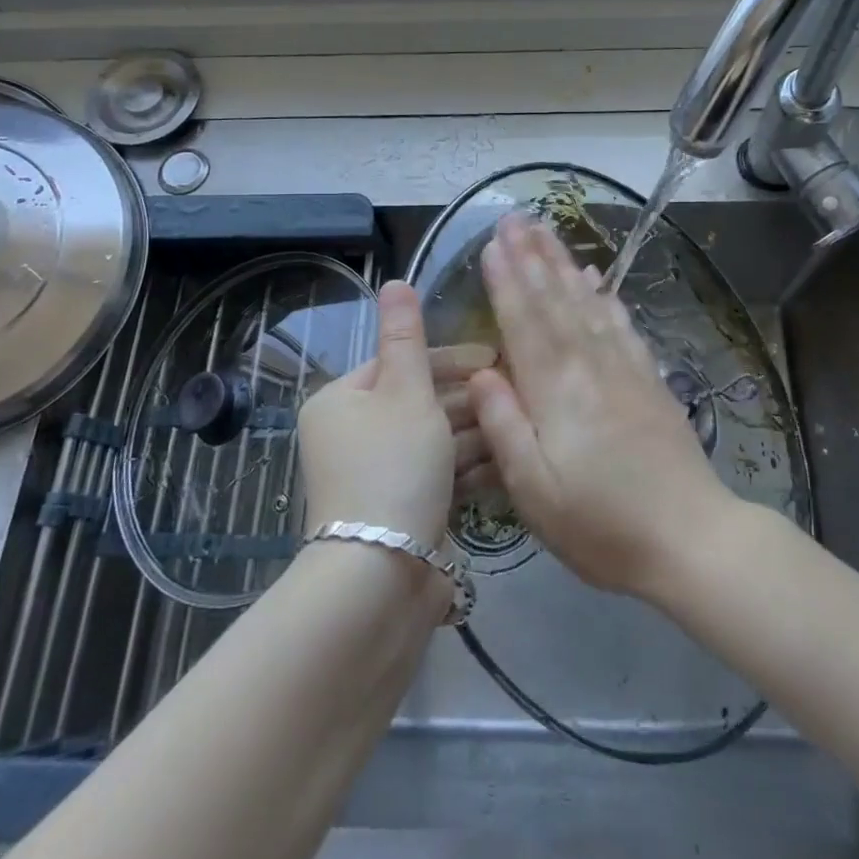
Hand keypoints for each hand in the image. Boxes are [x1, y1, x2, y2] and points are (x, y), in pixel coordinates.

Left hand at [298, 281, 493, 548]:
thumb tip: (394, 281)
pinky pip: (437, 476)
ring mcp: (376, 476)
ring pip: (433, 441)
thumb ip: (406, 335)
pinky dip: (466, 470)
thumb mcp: (406, 392)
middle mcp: (352, 435)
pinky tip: (503, 465)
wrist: (380, 577)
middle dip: (467, 401)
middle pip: (419, 402)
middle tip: (515, 396)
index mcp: (342, 400)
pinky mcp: (400, 510)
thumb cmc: (394, 467)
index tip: (496, 360)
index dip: (452, 359)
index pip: (402, 363)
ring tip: (516, 430)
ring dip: (473, 435)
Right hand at [468, 213, 737, 596]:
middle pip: (555, 300)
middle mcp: (589, 366)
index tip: (492, 243)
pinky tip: (596, 277)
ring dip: (563, 263)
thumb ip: (505, 427)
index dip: (506, 281)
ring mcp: (624, 368)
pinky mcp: (649, 379)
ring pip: (587, 302)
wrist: (691, 538)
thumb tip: (481, 372)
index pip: (524, 322)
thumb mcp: (535, 492)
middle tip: (515, 217)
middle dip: (532, 256)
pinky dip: (605, 294)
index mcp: (556, 391)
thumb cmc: (602, 525)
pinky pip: (621, 323)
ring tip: (546, 231)